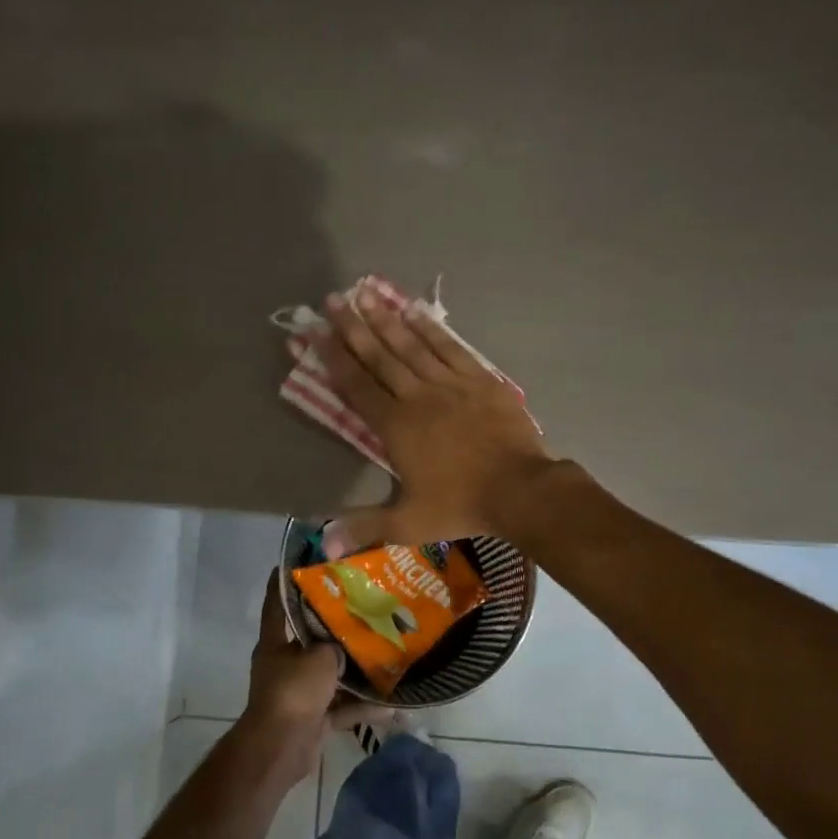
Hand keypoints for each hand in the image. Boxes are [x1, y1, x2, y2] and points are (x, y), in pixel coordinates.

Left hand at [240, 573, 381, 784]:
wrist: (281, 748)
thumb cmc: (293, 691)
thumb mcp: (318, 658)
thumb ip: (335, 645)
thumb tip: (346, 645)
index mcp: (275, 642)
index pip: (277, 602)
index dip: (286, 580)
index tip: (303, 561)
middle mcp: (284, 663)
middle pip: (311, 639)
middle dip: (336, 628)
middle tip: (364, 609)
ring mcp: (299, 692)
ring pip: (331, 674)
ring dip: (354, 671)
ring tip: (385, 655)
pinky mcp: (313, 717)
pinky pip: (341, 707)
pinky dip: (361, 707)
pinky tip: (391, 705)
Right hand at [318, 280, 554, 549]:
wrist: (521, 489)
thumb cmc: (461, 505)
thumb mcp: (408, 523)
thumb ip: (365, 526)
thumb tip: (325, 544)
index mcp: (396, 427)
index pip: (358, 386)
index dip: (335, 358)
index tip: (316, 332)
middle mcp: (418, 396)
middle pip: (380, 357)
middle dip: (354, 327)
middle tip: (334, 299)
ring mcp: (451, 384)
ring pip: (412, 345)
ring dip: (387, 320)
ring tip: (367, 294)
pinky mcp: (480, 380)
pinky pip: (450, 348)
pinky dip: (431, 329)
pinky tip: (415, 312)